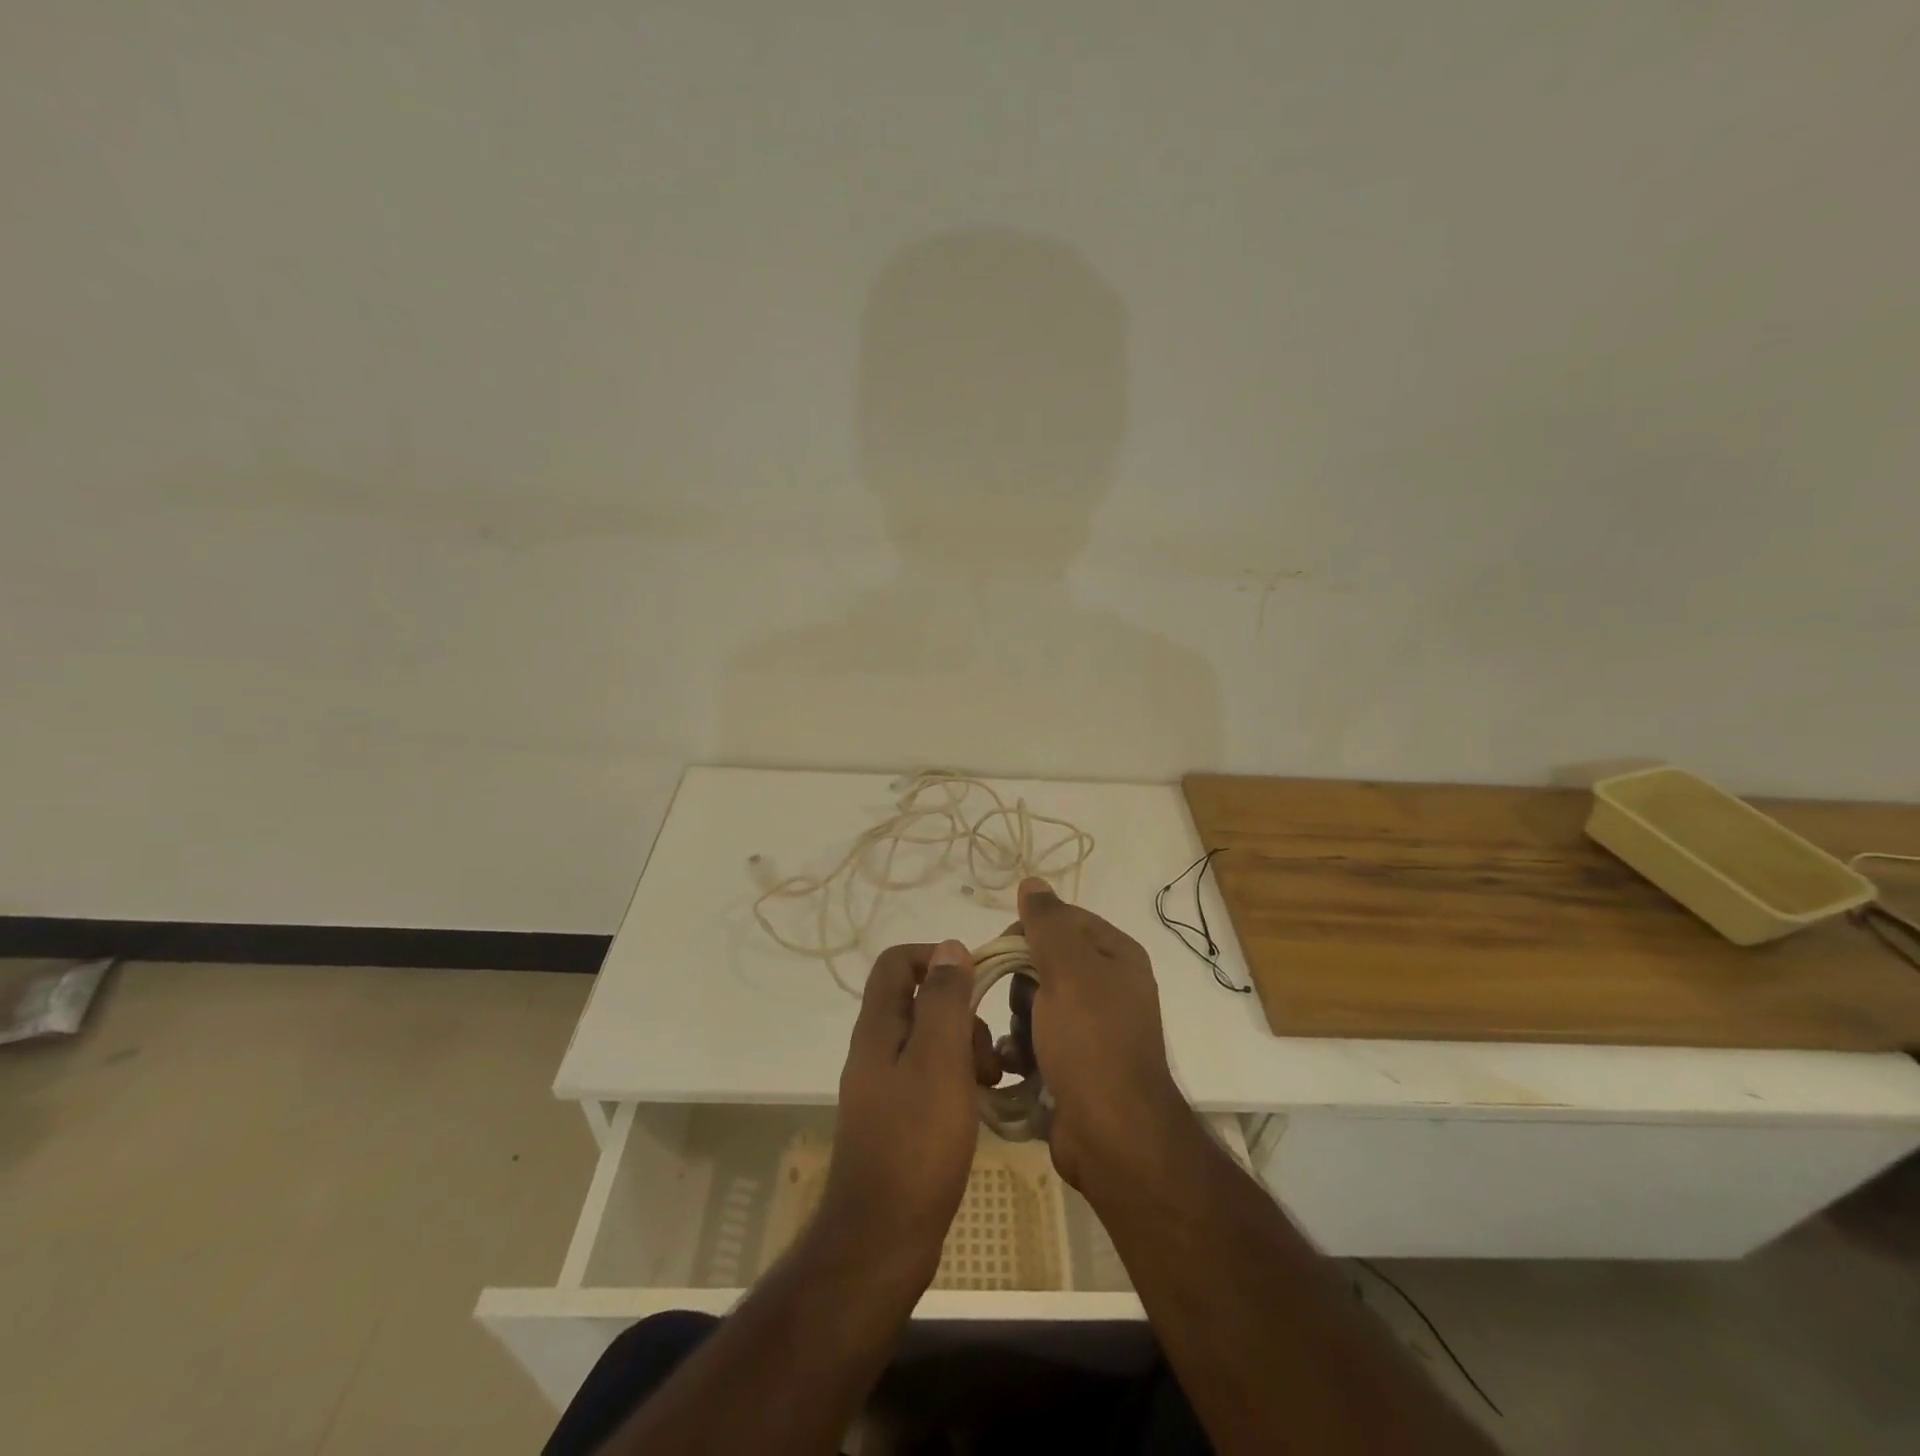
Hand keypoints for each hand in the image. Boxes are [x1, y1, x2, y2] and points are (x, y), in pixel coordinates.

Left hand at [819, 940, 979, 1286]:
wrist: (882, 1237)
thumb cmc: (916, 1142)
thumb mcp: (939, 1061)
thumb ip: (945, 1001)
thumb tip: (951, 947)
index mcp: (879, 1027)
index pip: (897, 962)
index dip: (936, 958)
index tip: (976, 982)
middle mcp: (876, 1048)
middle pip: (920, 1001)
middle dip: (962, 1013)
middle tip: (989, 1052)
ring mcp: (885, 1085)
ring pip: (931, 1040)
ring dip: (966, 1049)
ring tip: (993, 1082)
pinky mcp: (898, 1117)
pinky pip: (932, 1076)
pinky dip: (959, 1078)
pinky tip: (980, 1104)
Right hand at [998, 878, 1190, 1190]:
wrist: (1112, 1136)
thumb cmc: (1091, 1042)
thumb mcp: (1068, 971)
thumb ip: (1048, 923)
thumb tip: (1033, 881)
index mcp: (1116, 955)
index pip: (1062, 919)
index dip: (1028, 931)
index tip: (1004, 954)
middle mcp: (1108, 986)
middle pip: (1043, 961)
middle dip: (1020, 982)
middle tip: (1021, 1005)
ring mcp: (1092, 1028)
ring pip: (1034, 1001)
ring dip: (1018, 1019)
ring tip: (1019, 1042)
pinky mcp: (1075, 1063)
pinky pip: (1036, 1038)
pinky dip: (1021, 1048)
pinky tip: (1013, 1063)